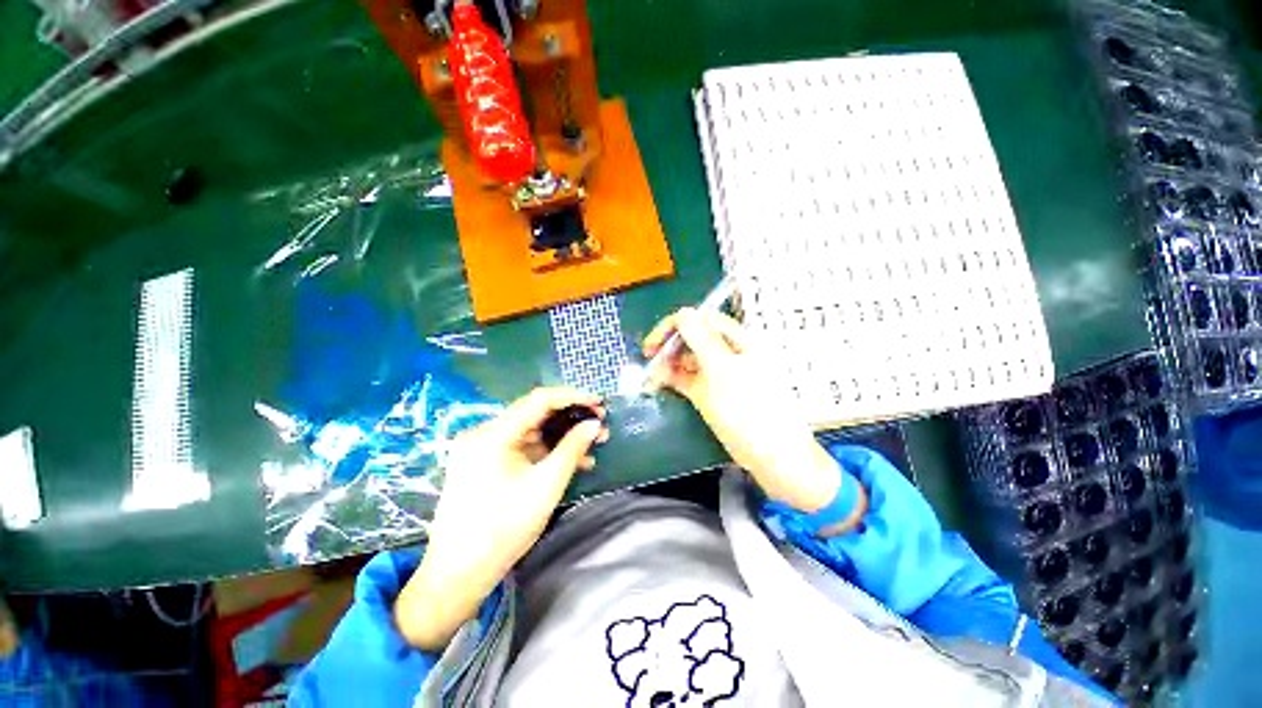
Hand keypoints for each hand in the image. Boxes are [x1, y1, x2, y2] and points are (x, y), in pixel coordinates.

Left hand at [394, 387, 606, 649]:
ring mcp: (482, 449)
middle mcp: (483, 433)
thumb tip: (594, 424)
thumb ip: (572, 449)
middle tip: (600, 425)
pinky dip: (545, 453)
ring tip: (592, 447)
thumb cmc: (504, 529)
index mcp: (493, 434)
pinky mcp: (484, 463)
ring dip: (561, 438)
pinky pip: (521, 448)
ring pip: (530, 432)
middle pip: (534, 414)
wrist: (458, 575)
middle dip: (570, 419)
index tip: (599, 403)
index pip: (539, 400)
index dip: (573, 397)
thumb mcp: (546, 485)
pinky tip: (570, 463)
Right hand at [644, 308, 864, 527]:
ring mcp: (721, 373)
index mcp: (738, 340)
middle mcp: (728, 352)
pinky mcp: (714, 392)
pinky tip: (659, 385)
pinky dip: (673, 379)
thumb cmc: (751, 413)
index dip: (674, 327)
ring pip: (688, 358)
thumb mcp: (724, 373)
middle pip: (692, 337)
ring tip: (651, 379)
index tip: (652, 345)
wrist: (776, 458)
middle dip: (668, 346)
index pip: (700, 319)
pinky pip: (689, 377)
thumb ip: (703, 340)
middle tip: (649, 363)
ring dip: (668, 363)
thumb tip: (684, 313)